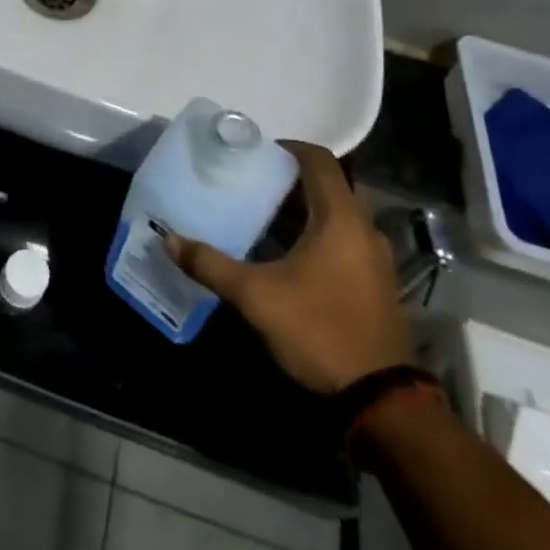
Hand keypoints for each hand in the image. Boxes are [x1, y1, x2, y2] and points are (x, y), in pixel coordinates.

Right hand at [170, 142, 413, 393]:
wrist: (381, 401)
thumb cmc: (319, 331)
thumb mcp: (256, 296)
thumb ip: (211, 264)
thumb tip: (169, 239)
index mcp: (341, 219)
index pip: (320, 161)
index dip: (288, 149)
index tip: (255, 153)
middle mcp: (364, 230)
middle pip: (325, 187)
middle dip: (286, 182)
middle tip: (247, 184)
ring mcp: (374, 260)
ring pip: (334, 217)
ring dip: (299, 212)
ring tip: (258, 217)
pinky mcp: (375, 285)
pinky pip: (342, 242)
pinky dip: (314, 236)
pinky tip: (284, 256)